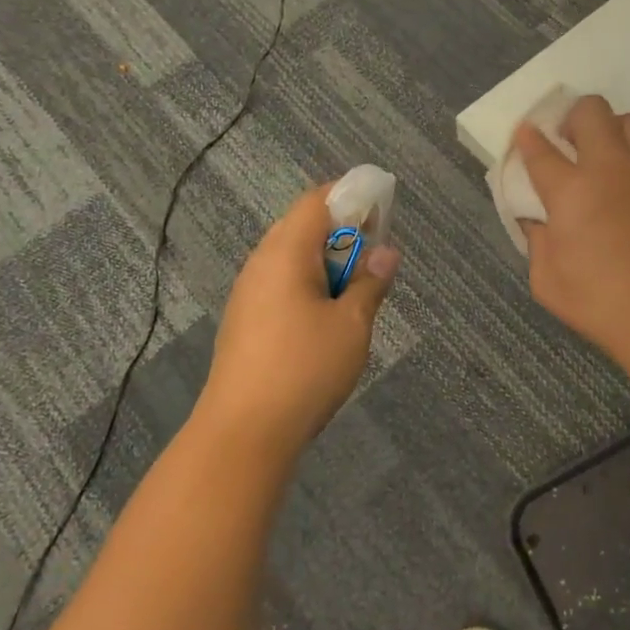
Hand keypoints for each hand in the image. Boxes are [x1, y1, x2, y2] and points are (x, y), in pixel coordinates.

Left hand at [198, 184, 400, 454]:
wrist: (244, 431)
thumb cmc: (305, 369)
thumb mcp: (352, 325)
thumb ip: (371, 283)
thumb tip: (386, 251)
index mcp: (286, 252)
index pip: (317, 200)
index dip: (350, 198)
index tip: (380, 216)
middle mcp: (261, 262)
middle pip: (302, 225)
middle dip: (341, 232)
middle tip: (373, 258)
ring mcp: (247, 292)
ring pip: (290, 257)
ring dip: (325, 262)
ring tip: (353, 291)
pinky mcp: (243, 319)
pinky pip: (279, 283)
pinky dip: (307, 285)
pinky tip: (324, 318)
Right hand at [516, 95, 629, 364]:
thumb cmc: (601, 302)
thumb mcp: (548, 281)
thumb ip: (537, 243)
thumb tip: (537, 221)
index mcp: (571, 190)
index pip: (540, 150)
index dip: (528, 138)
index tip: (524, 133)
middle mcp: (609, 167)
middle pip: (591, 111)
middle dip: (573, 118)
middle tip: (569, 145)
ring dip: (613, 130)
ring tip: (607, 157)